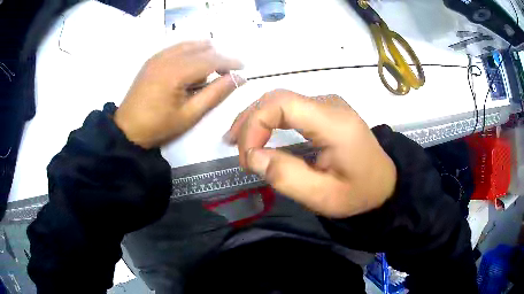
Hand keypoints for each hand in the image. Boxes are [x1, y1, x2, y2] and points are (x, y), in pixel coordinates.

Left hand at [115, 41, 243, 148]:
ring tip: (206, 73)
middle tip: (224, 75)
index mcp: (176, 72)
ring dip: (204, 54)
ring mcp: (158, 56)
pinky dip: (189, 52)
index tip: (243, 67)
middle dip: (217, 59)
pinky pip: (177, 47)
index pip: (211, 59)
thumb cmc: (158, 126)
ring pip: (189, 45)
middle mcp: (167, 57)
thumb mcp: (190, 114)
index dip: (229, 61)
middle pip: (201, 49)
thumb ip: (215, 93)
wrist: (127, 129)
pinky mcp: (152, 59)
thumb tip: (239, 78)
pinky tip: (190, 66)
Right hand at [226, 90, 396, 217]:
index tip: (246, 156)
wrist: (385, 183)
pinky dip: (269, 119)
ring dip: (256, 119)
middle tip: (237, 151)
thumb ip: (288, 177)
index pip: (282, 104)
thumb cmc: (359, 193)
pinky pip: (290, 107)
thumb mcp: (324, 196)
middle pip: (278, 98)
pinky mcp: (325, 110)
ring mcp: (328, 104)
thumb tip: (252, 156)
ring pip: (281, 100)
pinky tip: (259, 134)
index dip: (255, 124)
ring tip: (241, 143)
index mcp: (334, 123)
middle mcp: (330, 104)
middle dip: (250, 122)